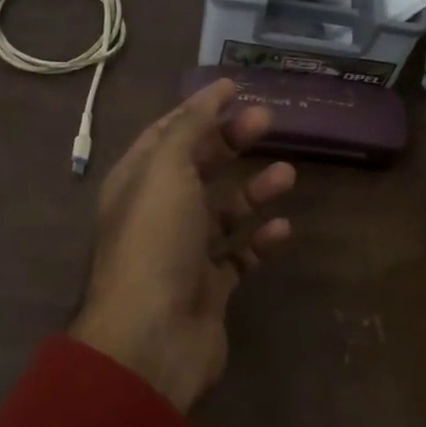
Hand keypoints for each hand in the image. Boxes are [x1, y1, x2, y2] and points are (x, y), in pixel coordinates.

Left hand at [70, 78, 295, 412]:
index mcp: (137, 181)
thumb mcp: (166, 170)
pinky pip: (238, 256)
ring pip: (222, 211)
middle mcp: (158, 212)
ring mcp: (183, 252)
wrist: (152, 338)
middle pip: (198, 167)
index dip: (199, 108)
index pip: (167, 133)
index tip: (235, 88)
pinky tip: (283, 227)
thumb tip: (213, 91)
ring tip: (288, 173)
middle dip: (231, 142)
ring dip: (253, 190)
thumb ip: (189, 128)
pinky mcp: (208, 287)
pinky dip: (259, 239)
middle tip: (269, 120)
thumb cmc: (155, 242)